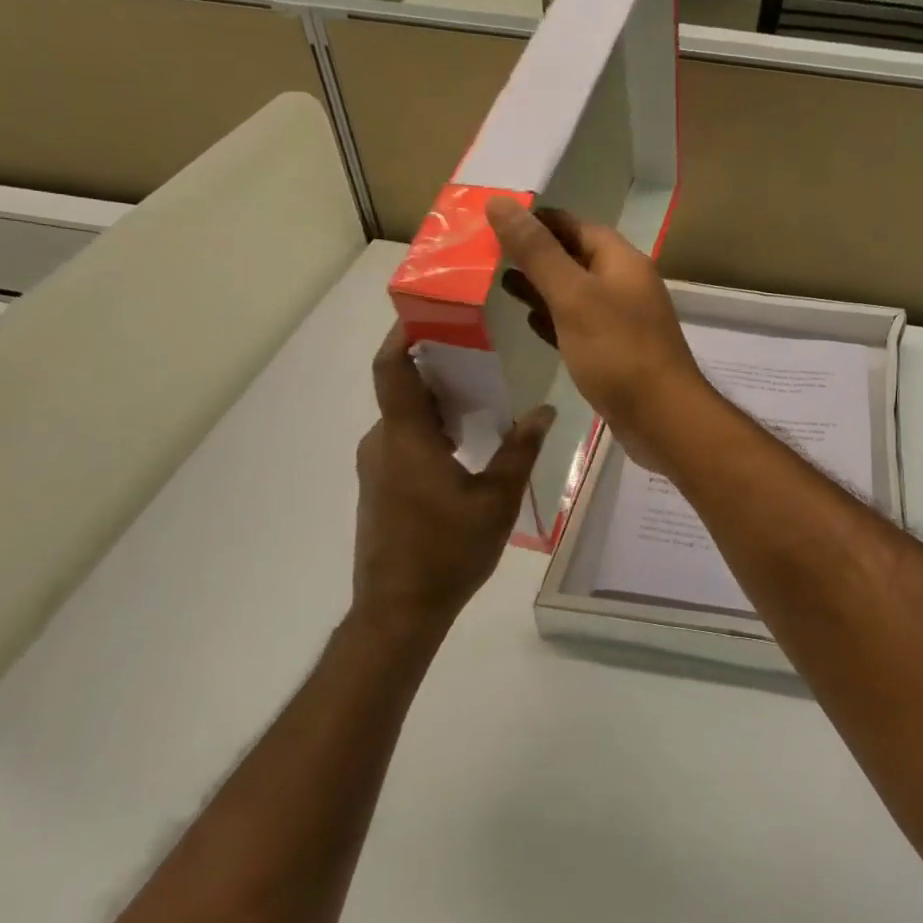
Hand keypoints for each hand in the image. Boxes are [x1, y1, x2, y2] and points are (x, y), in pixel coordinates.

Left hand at [352, 326, 553, 630]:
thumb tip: (545, 409)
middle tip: (482, 348)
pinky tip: (469, 438)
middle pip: (402, 387)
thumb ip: (520, 449)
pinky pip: (405, 439)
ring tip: (484, 390)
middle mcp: (383, 443)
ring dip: (438, 398)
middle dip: (437, 363)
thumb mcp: (496, 498)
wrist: (398, 612)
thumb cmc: (447, 551)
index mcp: (406, 438)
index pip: (391, 368)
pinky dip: (432, 426)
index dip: (403, 334)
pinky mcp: (381, 486)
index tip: (432, 310)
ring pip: (405, 415)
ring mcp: (378, 466)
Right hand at [487, 198, 713, 473]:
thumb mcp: (573, 296)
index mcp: (621, 262)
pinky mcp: (613, 352)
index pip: (575, 226)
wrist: (662, 418)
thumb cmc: (618, 351)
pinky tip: (527, 322)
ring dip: (540, 287)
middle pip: (574, 258)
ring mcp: (621, 320)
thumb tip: (500, 202)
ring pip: (574, 293)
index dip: (537, 219)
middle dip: (534, 253)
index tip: (495, 218)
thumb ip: (537, 252)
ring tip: (497, 282)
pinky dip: (553, 320)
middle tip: (486, 252)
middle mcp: (624, 285)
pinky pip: (578, 326)